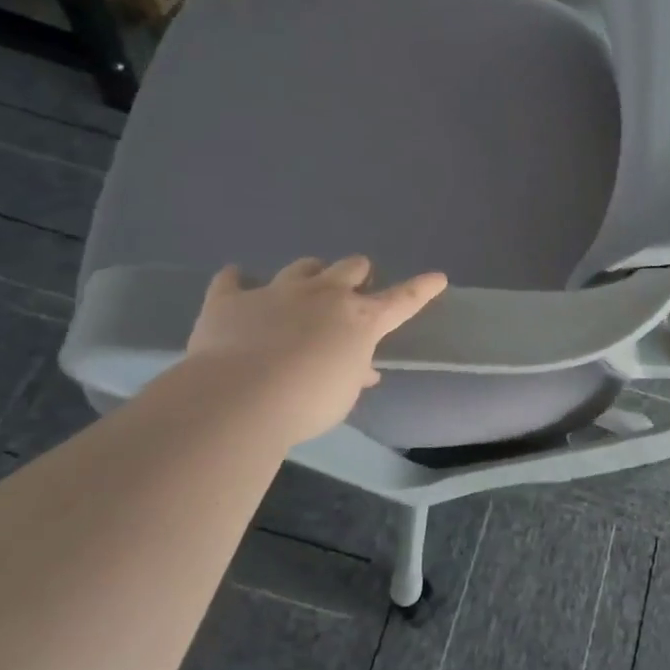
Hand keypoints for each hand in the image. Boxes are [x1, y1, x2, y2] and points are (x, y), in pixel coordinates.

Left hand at [184, 256, 446, 445]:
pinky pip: (233, 280)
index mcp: (360, 320)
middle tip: (354, 287)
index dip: (422, 288)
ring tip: (304, 287)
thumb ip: (354, 375)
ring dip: (309, 274)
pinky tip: (235, 282)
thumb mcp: (343, 395)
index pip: (402, 300)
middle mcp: (324, 295)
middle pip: (351, 267)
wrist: (240, 397)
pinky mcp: (232, 299)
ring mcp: (277, 291)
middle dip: (357, 274)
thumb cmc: (308, 403)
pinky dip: (237, 282)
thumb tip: (363, 370)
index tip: (437, 277)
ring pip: (303, 267)